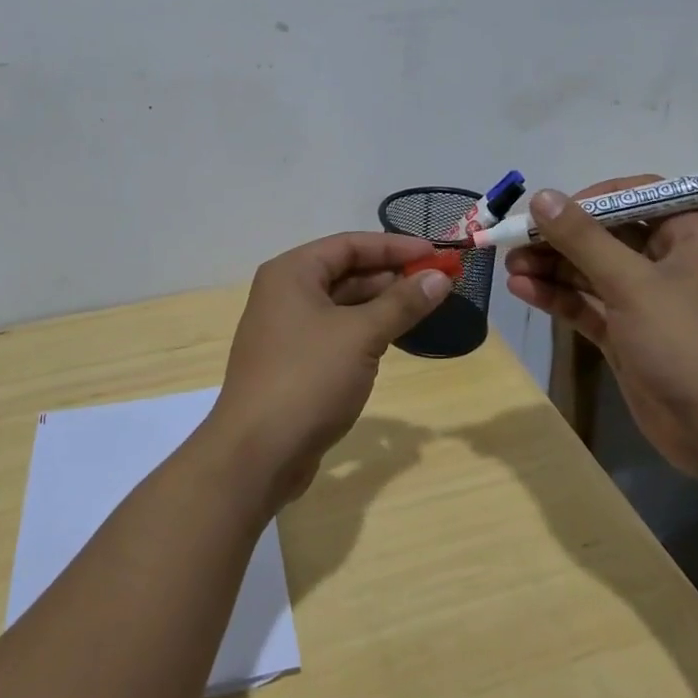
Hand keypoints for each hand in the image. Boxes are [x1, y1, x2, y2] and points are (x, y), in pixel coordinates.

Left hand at [211, 233, 451, 508]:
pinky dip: (365, 330)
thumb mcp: (361, 336)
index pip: (349, 244)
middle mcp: (284, 293)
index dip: (395, 246)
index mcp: (292, 272)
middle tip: (437, 282)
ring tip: (424, 307)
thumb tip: (440, 276)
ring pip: (341, 303)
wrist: (256, 453)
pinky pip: (335, 332)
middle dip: (391, 275)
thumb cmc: (308, 379)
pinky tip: (394, 337)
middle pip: (345, 271)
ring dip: (381, 304)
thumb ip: (402, 303)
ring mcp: (287, 329)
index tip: (436, 254)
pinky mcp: (294, 361)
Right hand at [504, 177, 697, 480]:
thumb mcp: (631, 284)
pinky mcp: (628, 334)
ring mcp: (647, 301)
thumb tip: (542, 196)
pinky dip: (557, 296)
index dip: (592, 198)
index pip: (637, 196)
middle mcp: (668, 262)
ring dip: (551, 266)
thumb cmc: (686, 343)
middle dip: (560, 237)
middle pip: (606, 234)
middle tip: (516, 240)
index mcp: (689, 237)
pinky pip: (587, 304)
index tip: (552, 209)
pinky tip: (522, 290)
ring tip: (510, 266)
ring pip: (591, 270)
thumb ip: (583, 238)